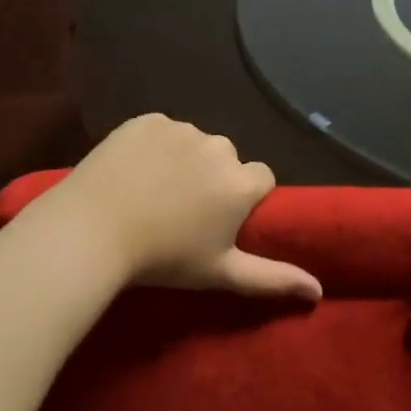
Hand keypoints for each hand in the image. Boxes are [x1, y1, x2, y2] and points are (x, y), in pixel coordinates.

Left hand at [50, 113, 321, 301]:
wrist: (92, 230)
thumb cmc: (162, 259)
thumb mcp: (219, 273)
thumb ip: (272, 279)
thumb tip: (318, 290)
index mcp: (240, 182)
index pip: (261, 178)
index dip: (243, 198)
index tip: (219, 219)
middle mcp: (219, 147)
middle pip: (226, 159)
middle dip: (213, 177)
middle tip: (181, 210)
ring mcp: (181, 129)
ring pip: (194, 143)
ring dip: (183, 160)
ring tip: (152, 191)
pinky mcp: (147, 119)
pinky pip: (161, 130)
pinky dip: (153, 146)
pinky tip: (132, 171)